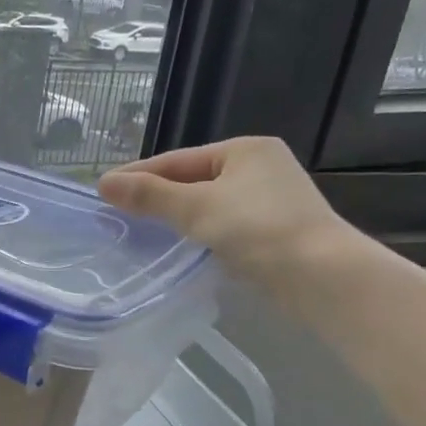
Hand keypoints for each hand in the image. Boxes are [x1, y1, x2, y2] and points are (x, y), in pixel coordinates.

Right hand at [98, 137, 360, 302]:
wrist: (323, 276)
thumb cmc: (258, 230)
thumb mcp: (195, 208)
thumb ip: (149, 195)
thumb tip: (103, 183)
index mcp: (244, 149)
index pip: (176, 160)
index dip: (138, 175)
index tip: (103, 190)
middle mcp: (260, 166)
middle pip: (191, 179)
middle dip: (155, 195)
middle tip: (117, 211)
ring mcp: (271, 199)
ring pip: (207, 202)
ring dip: (175, 215)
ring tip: (140, 229)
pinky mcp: (275, 229)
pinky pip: (223, 223)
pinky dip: (198, 230)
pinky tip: (179, 245)